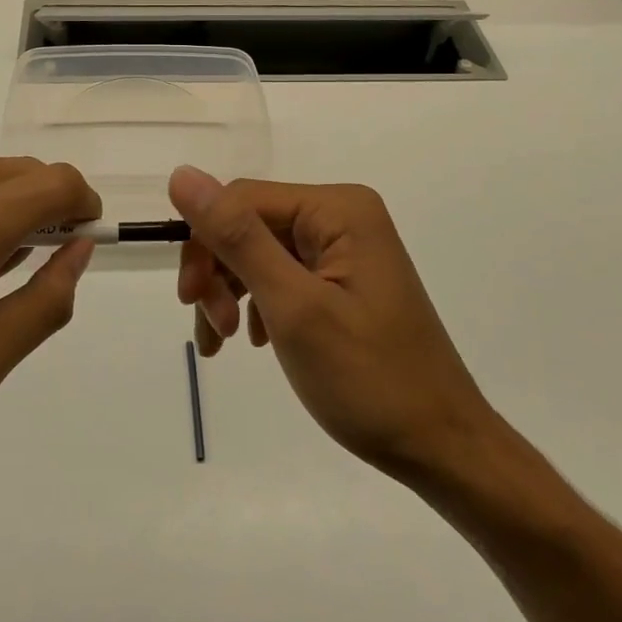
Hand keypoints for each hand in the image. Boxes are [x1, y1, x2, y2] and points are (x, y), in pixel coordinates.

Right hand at [169, 166, 497, 480]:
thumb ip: (237, 237)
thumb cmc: (368, 379)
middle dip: (219, 273)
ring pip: (260, 252)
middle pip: (250, 225)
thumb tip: (181, 174)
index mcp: (337, 209)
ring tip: (225, 343)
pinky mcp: (344, 281)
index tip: (189, 302)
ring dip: (231, 292)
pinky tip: (253, 339)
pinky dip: (257, 304)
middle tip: (213, 332)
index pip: (242, 199)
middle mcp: (343, 217)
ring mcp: (346, 250)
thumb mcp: (293, 307)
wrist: (441, 446)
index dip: (204, 243)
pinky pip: (283, 276)